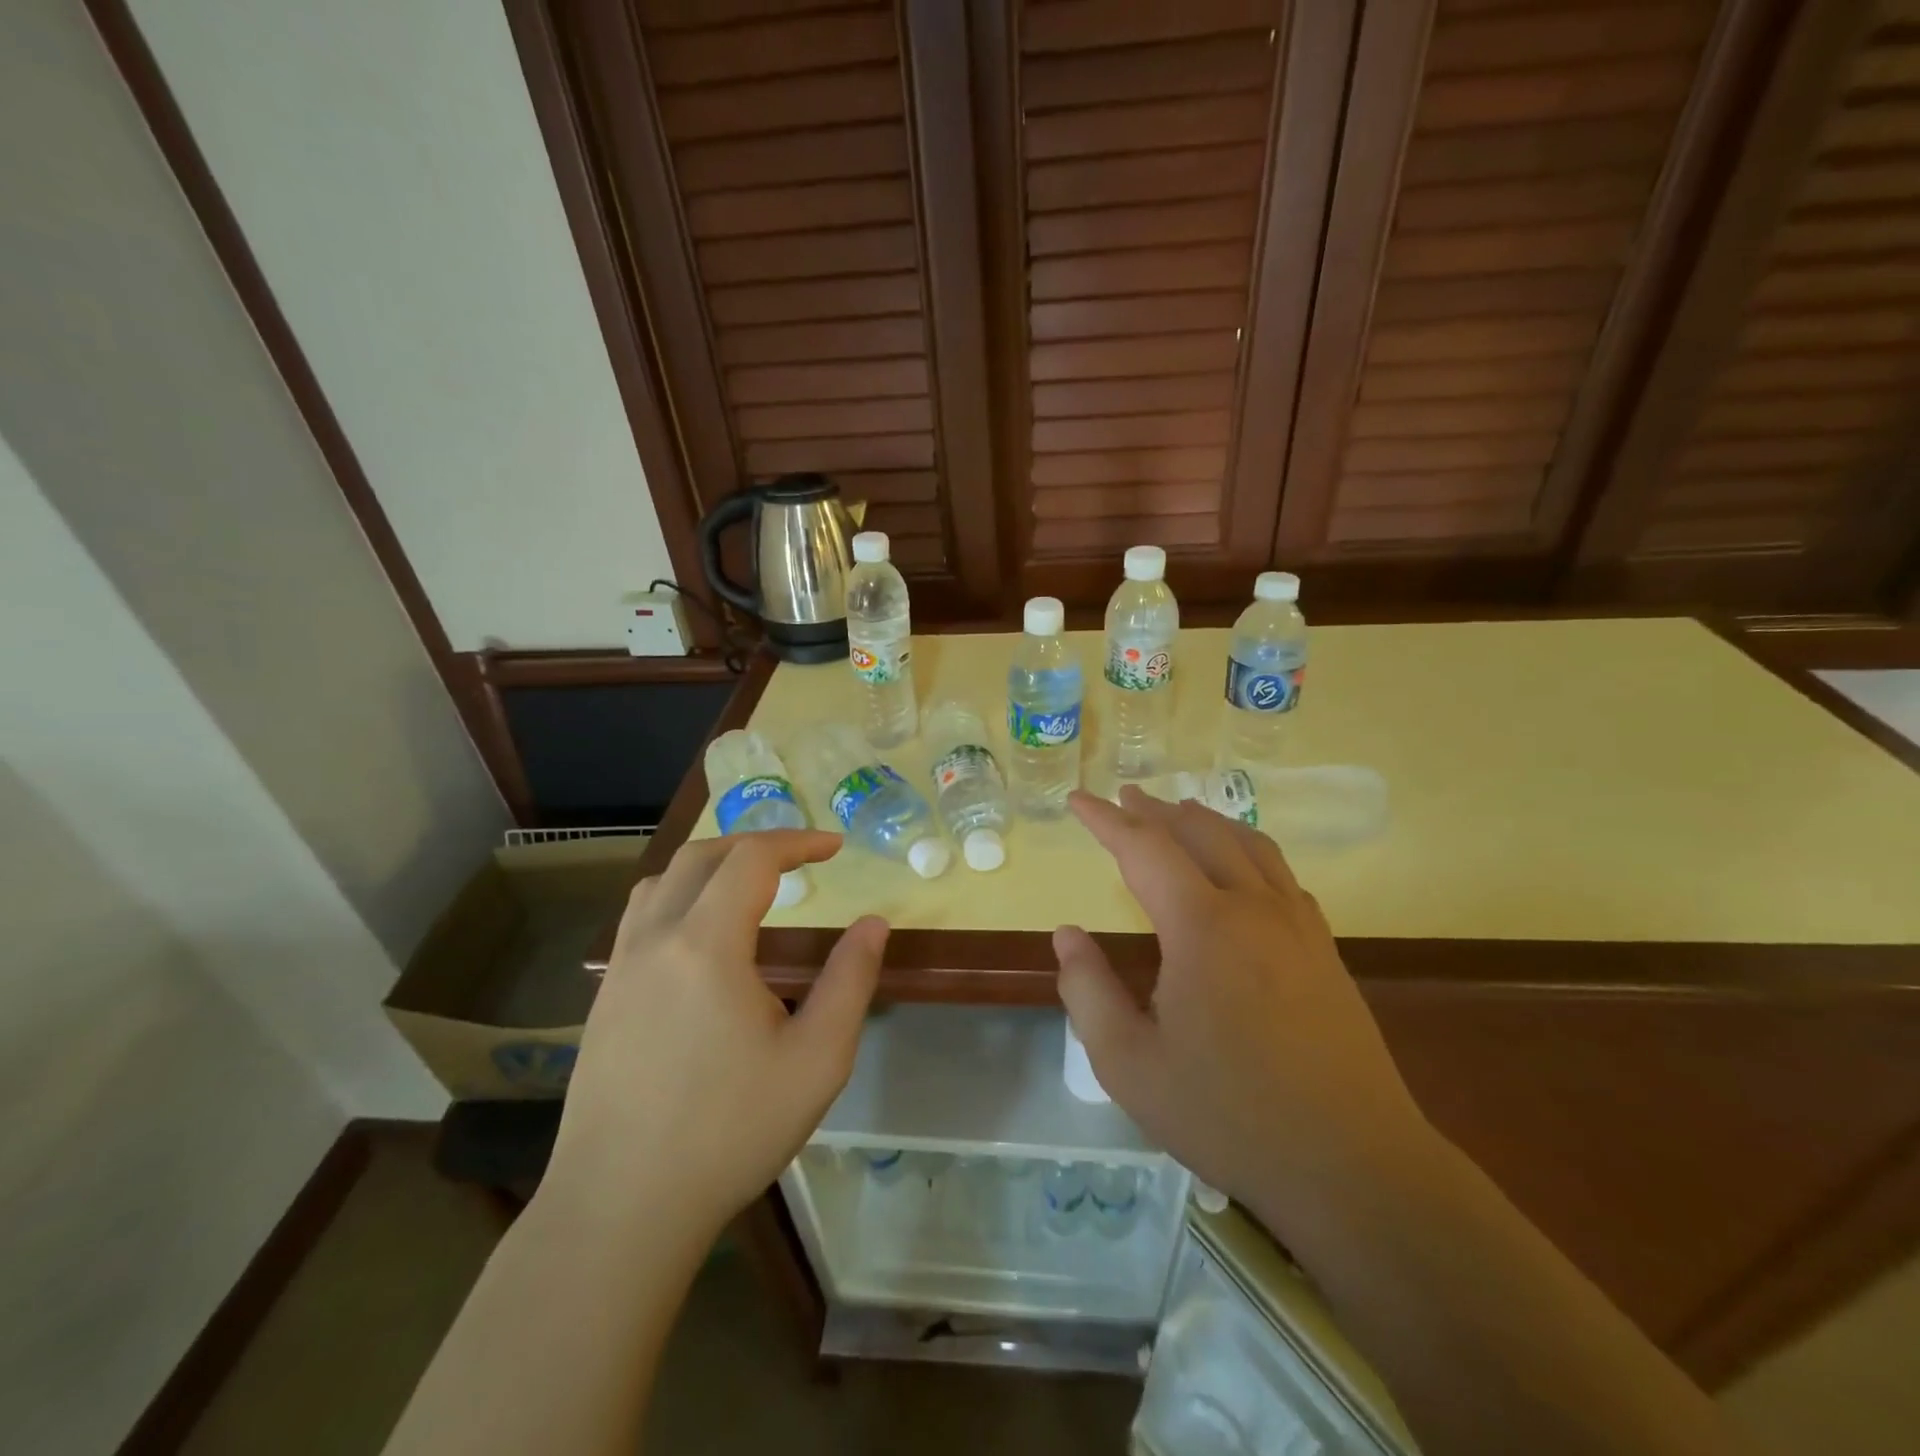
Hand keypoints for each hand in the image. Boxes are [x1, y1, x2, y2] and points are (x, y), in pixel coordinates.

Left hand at [545, 831, 888, 1240]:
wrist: (620, 1208)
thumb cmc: (730, 1131)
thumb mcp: (817, 1059)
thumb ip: (850, 981)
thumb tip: (874, 923)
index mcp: (706, 944)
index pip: (752, 859)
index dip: (798, 842)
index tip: (835, 847)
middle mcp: (656, 939)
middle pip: (701, 856)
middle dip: (755, 844)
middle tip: (799, 858)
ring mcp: (621, 968)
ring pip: (661, 881)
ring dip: (710, 864)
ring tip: (749, 882)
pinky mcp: (604, 998)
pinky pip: (640, 916)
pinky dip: (679, 895)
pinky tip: (701, 935)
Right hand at [1054, 788, 1425, 1230]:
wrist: (1353, 1164)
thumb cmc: (1228, 1115)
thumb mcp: (1129, 1064)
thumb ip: (1087, 991)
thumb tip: (1067, 935)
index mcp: (1202, 926)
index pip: (1144, 848)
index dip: (1106, 819)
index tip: (1077, 799)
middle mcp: (1252, 907)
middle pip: (1199, 832)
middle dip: (1155, 810)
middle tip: (1124, 797)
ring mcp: (1298, 925)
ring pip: (1248, 844)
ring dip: (1206, 821)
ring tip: (1178, 812)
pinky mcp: (1325, 950)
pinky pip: (1280, 874)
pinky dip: (1248, 850)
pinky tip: (1241, 868)